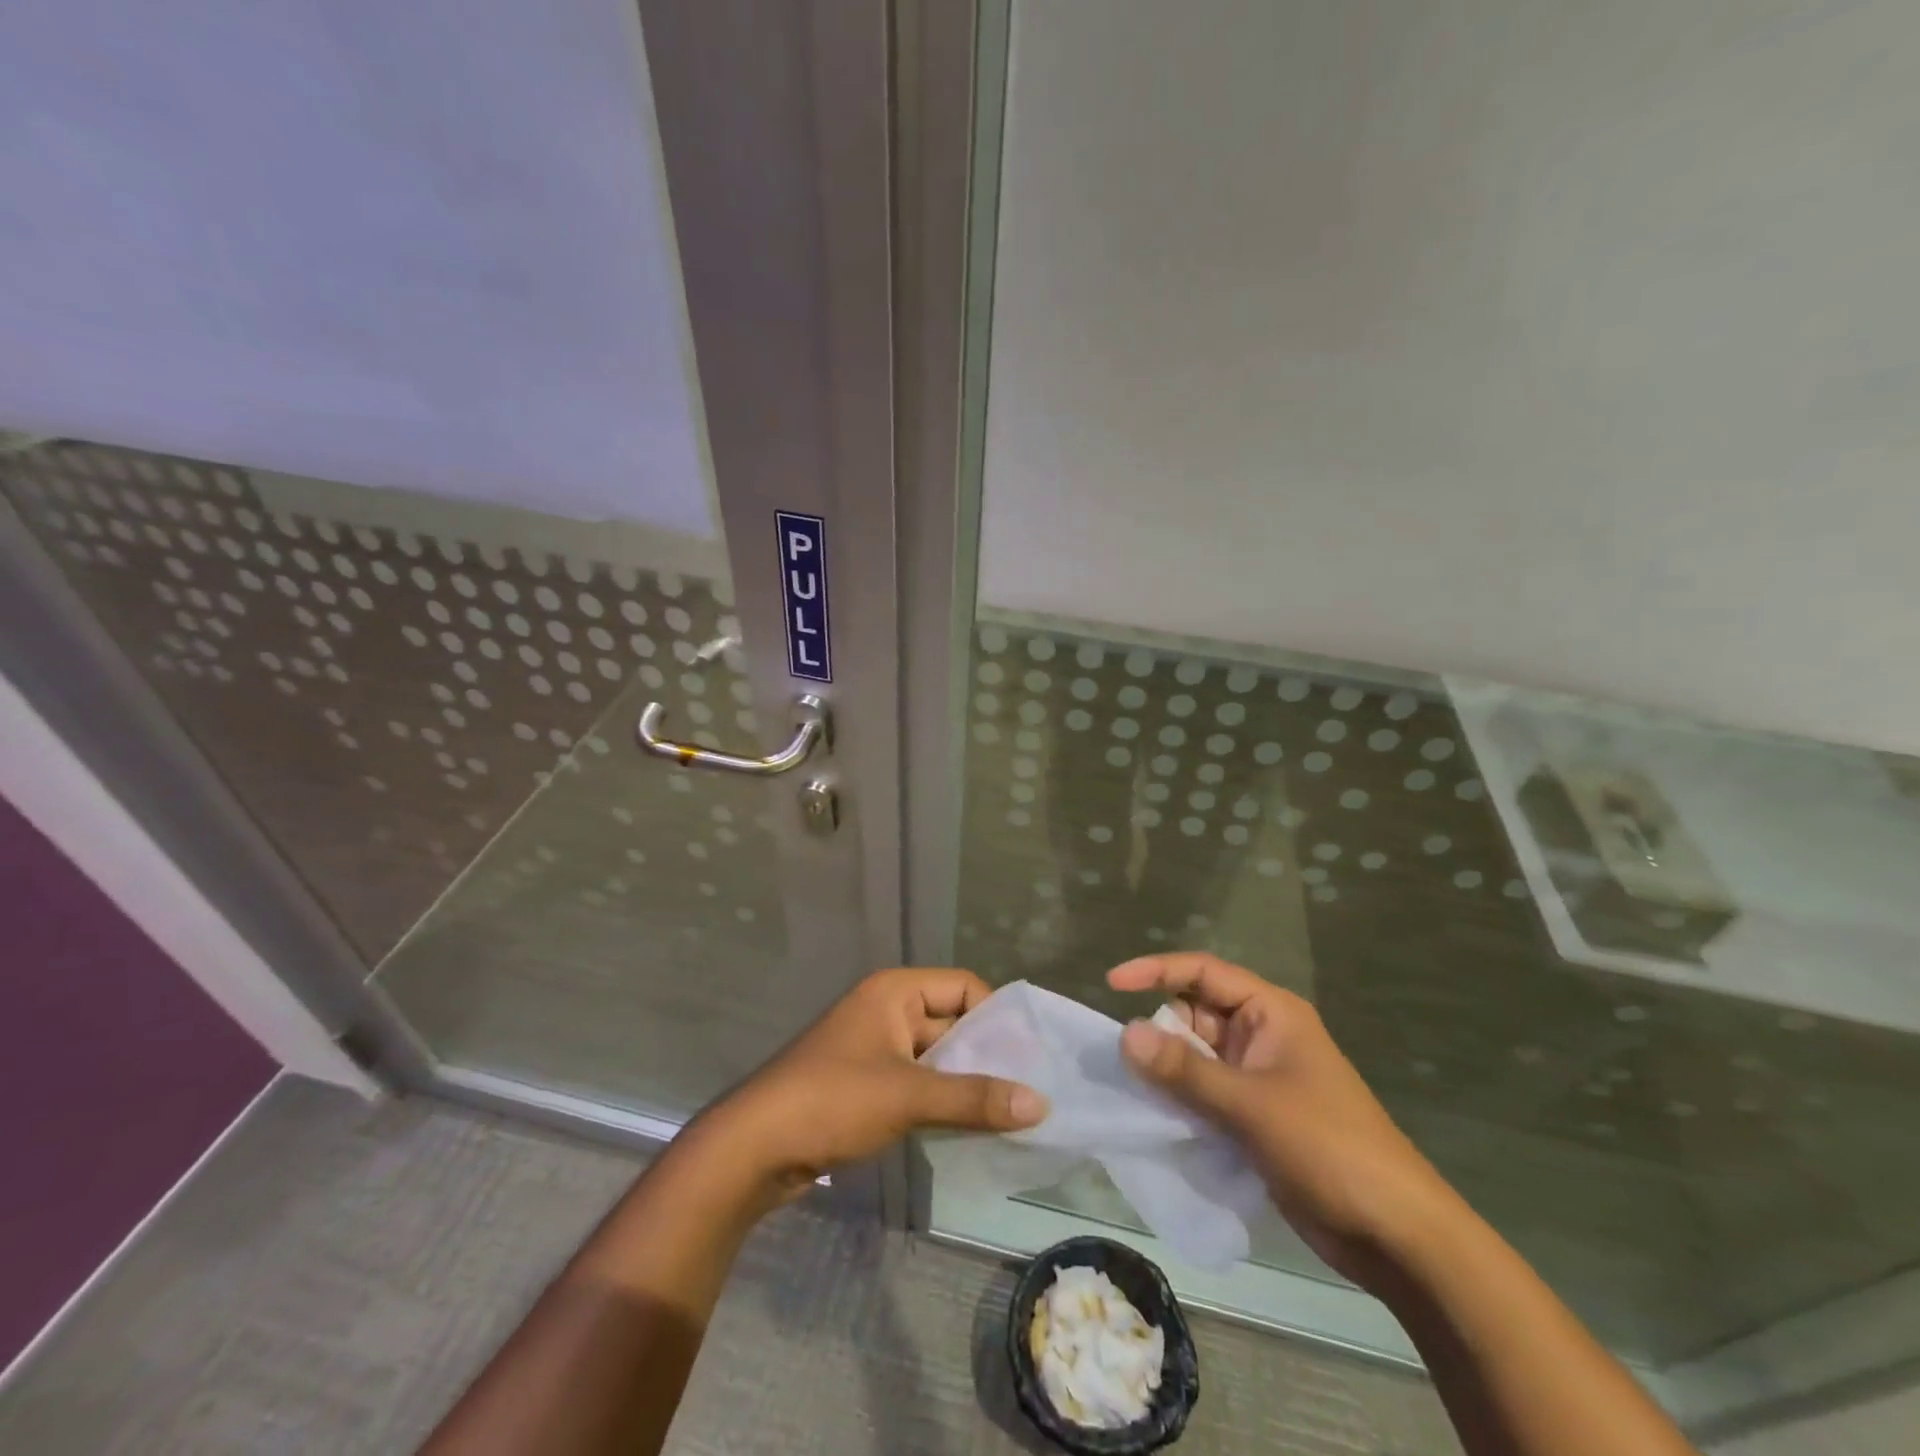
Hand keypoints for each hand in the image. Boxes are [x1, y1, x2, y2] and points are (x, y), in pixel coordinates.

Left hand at [698, 968, 1045, 1202]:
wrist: (752, 1149)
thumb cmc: (832, 1101)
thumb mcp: (908, 1096)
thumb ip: (974, 1098)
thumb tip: (1041, 1103)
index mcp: (895, 992)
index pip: (963, 986)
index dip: (997, 1016)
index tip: (1029, 1055)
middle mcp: (887, 1010)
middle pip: (951, 1022)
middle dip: (987, 1054)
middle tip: (1031, 1089)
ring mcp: (875, 1049)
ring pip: (936, 1057)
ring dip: (966, 1082)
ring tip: (1011, 1113)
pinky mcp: (866, 1085)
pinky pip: (917, 1083)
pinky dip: (942, 1101)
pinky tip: (970, 1128)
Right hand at [1109, 952, 1456, 1288]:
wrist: (1397, 1236)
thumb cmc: (1329, 1149)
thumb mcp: (1251, 1105)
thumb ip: (1185, 1070)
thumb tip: (1125, 1034)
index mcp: (1271, 1013)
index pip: (1204, 972)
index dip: (1156, 971)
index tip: (1111, 984)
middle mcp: (1262, 1037)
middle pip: (1195, 1014)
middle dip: (1158, 1031)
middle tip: (1123, 1062)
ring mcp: (1259, 1078)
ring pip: (1196, 1058)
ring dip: (1166, 1071)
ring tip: (1130, 1091)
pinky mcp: (1255, 1117)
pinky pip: (1205, 1094)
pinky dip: (1180, 1101)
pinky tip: (1156, 1120)